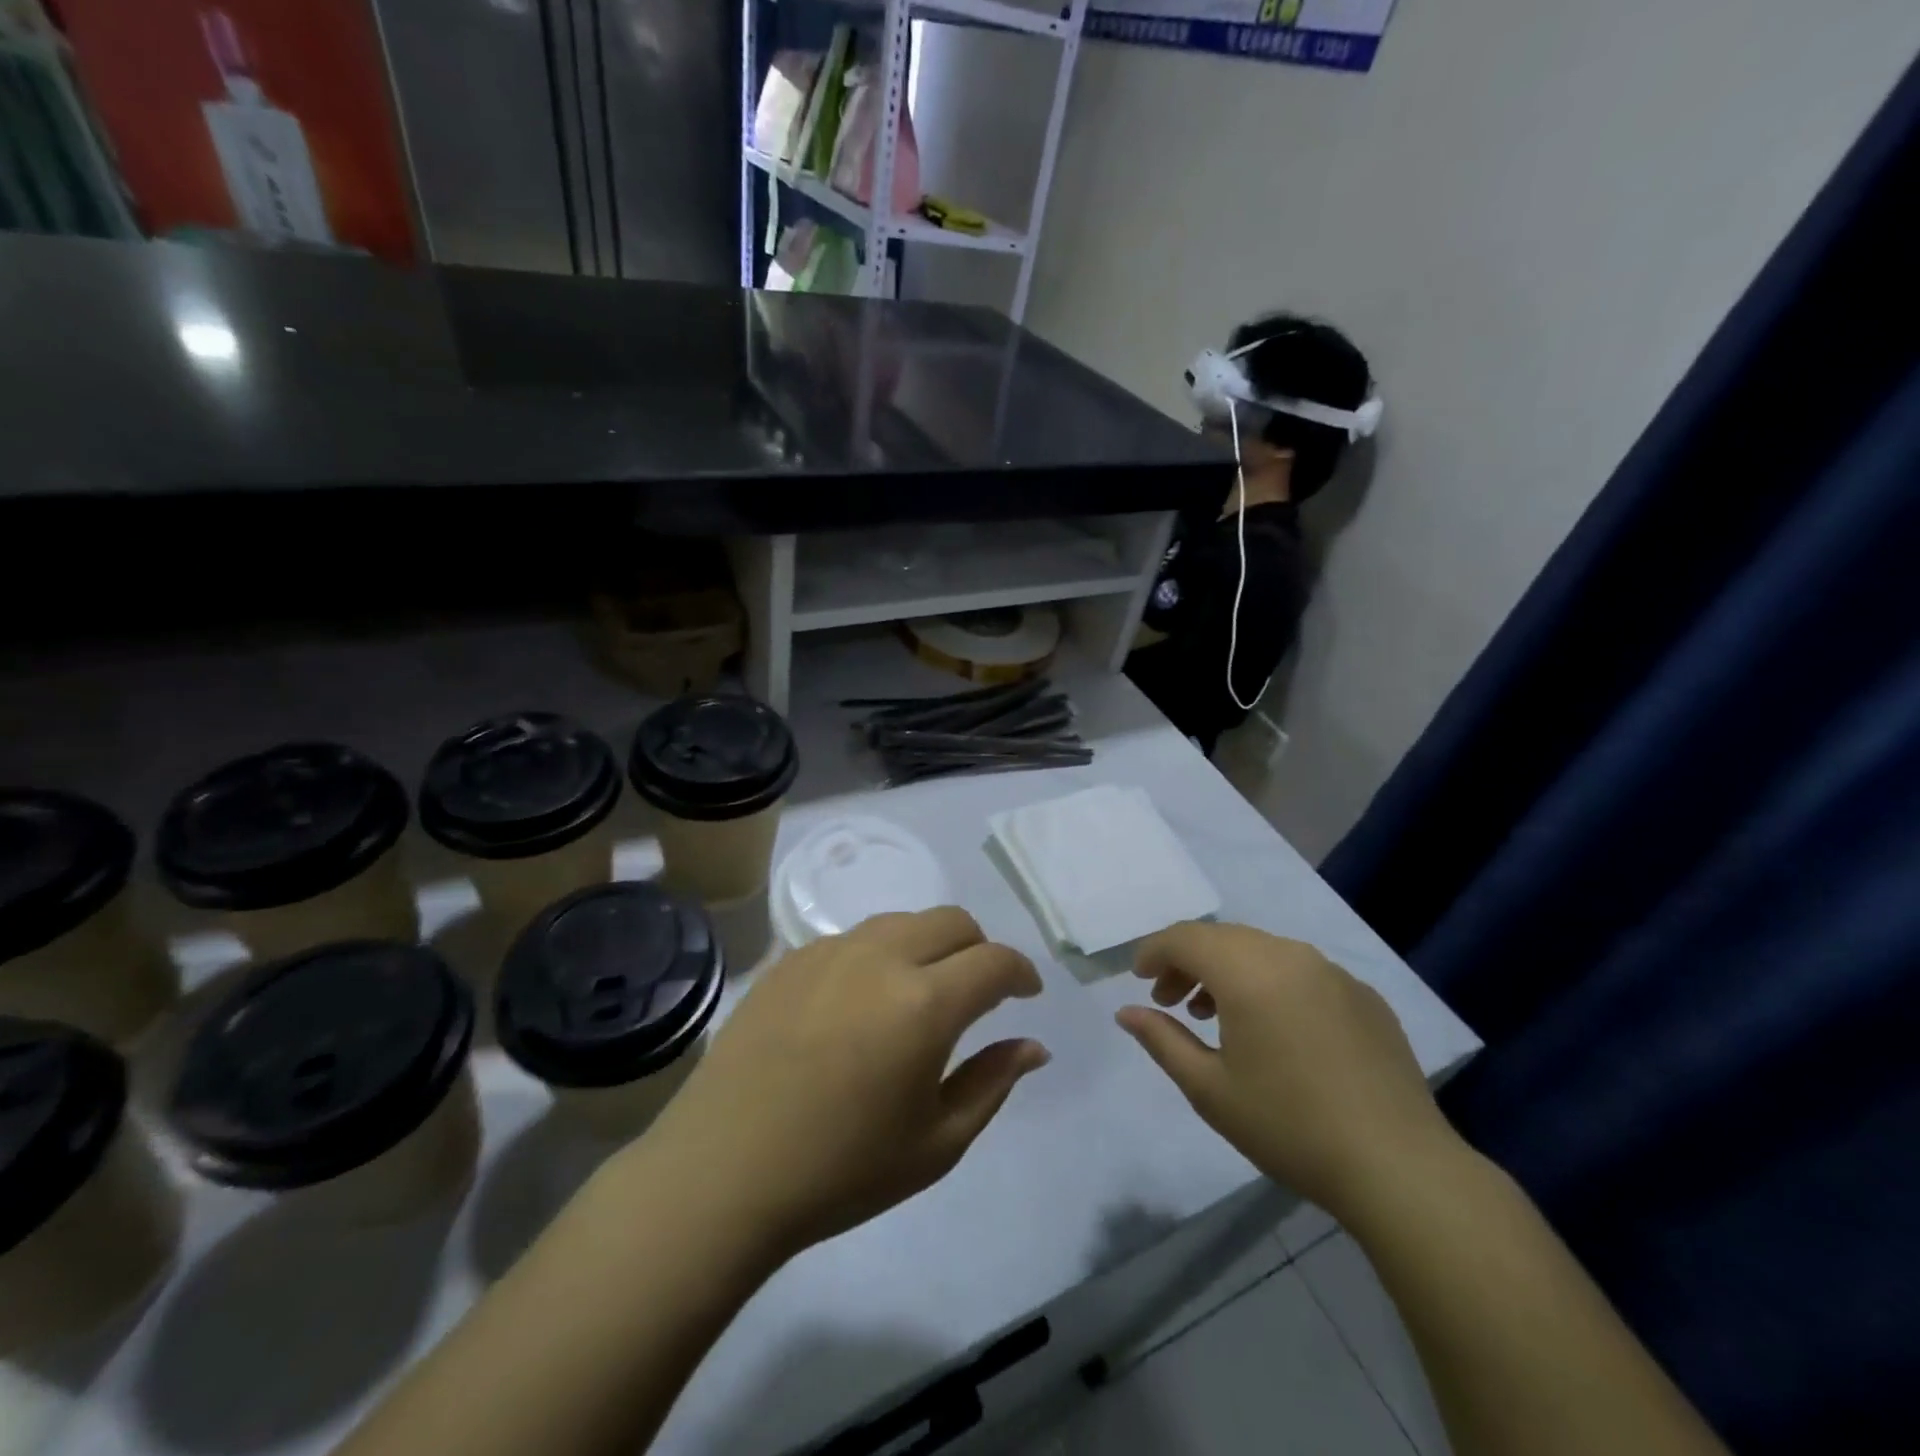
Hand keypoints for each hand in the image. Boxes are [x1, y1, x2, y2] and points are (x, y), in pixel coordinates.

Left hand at [642, 907, 1049, 1256]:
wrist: (723, 1171)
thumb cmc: (841, 1170)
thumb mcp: (936, 1143)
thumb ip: (992, 1082)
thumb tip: (1033, 1045)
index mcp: (925, 1003)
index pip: (994, 961)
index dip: (1021, 973)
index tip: (1026, 994)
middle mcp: (881, 957)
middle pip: (952, 921)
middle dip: (979, 949)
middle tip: (977, 992)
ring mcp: (830, 951)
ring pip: (902, 921)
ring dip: (928, 946)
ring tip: (918, 993)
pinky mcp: (791, 958)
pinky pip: (853, 939)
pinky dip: (878, 956)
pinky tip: (860, 1003)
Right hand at [1115, 922, 1458, 1222]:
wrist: (1398, 1167)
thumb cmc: (1289, 1126)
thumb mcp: (1209, 1089)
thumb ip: (1162, 1040)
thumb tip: (1126, 1012)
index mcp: (1248, 971)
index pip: (1185, 938)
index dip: (1154, 952)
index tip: (1138, 979)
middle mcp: (1289, 955)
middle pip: (1222, 938)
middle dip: (1187, 961)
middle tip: (1170, 1001)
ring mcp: (1332, 972)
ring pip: (1261, 949)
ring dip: (1227, 970)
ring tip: (1214, 1014)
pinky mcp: (1362, 994)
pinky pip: (1300, 970)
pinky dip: (1269, 982)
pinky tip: (1273, 1028)